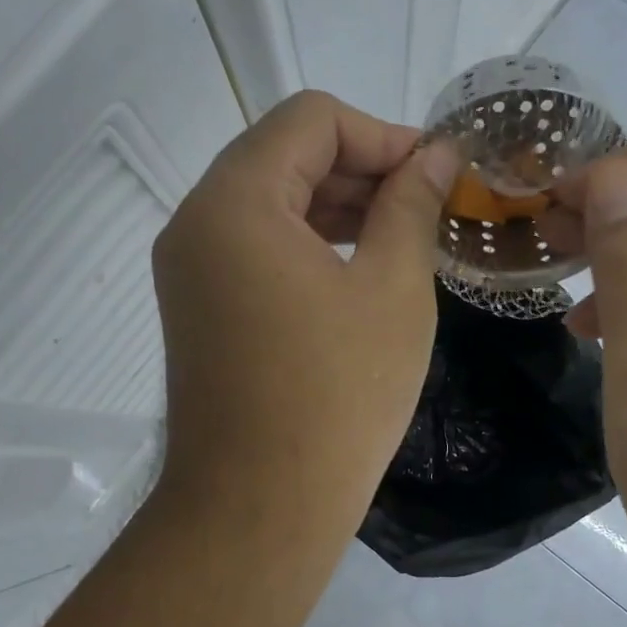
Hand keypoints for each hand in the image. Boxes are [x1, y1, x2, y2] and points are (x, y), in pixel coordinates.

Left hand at [151, 91, 459, 549]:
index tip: (437, 172)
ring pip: (271, 201)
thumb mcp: (391, 288)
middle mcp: (196, 221)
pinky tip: (359, 267)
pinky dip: (308, 241)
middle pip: (285, 155)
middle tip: (429, 203)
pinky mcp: (198, 305)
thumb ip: (411, 205)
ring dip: (337, 205)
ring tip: (403, 234)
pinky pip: (256, 246)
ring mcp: (190, 267)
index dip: (383, 133)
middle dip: (362, 167)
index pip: (311, 119)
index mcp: (235, 201)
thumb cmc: (336, 396)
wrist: (259, 508)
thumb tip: (436, 156)